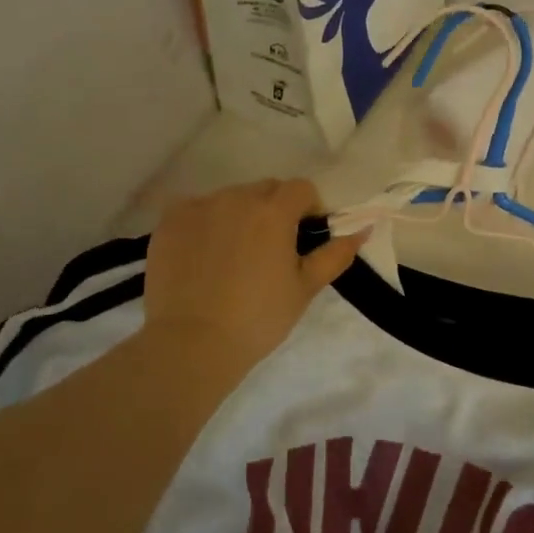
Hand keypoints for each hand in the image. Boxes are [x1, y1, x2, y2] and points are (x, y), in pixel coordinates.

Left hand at [143, 179, 366, 375]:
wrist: (192, 343)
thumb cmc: (258, 318)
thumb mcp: (305, 288)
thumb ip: (336, 254)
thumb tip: (363, 229)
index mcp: (274, 211)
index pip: (301, 189)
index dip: (308, 210)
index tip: (302, 239)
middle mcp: (236, 197)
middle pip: (265, 190)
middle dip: (274, 211)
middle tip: (269, 251)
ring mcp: (199, 206)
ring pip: (230, 198)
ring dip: (239, 216)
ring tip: (232, 257)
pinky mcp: (170, 221)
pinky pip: (196, 209)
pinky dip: (205, 223)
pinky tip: (203, 256)